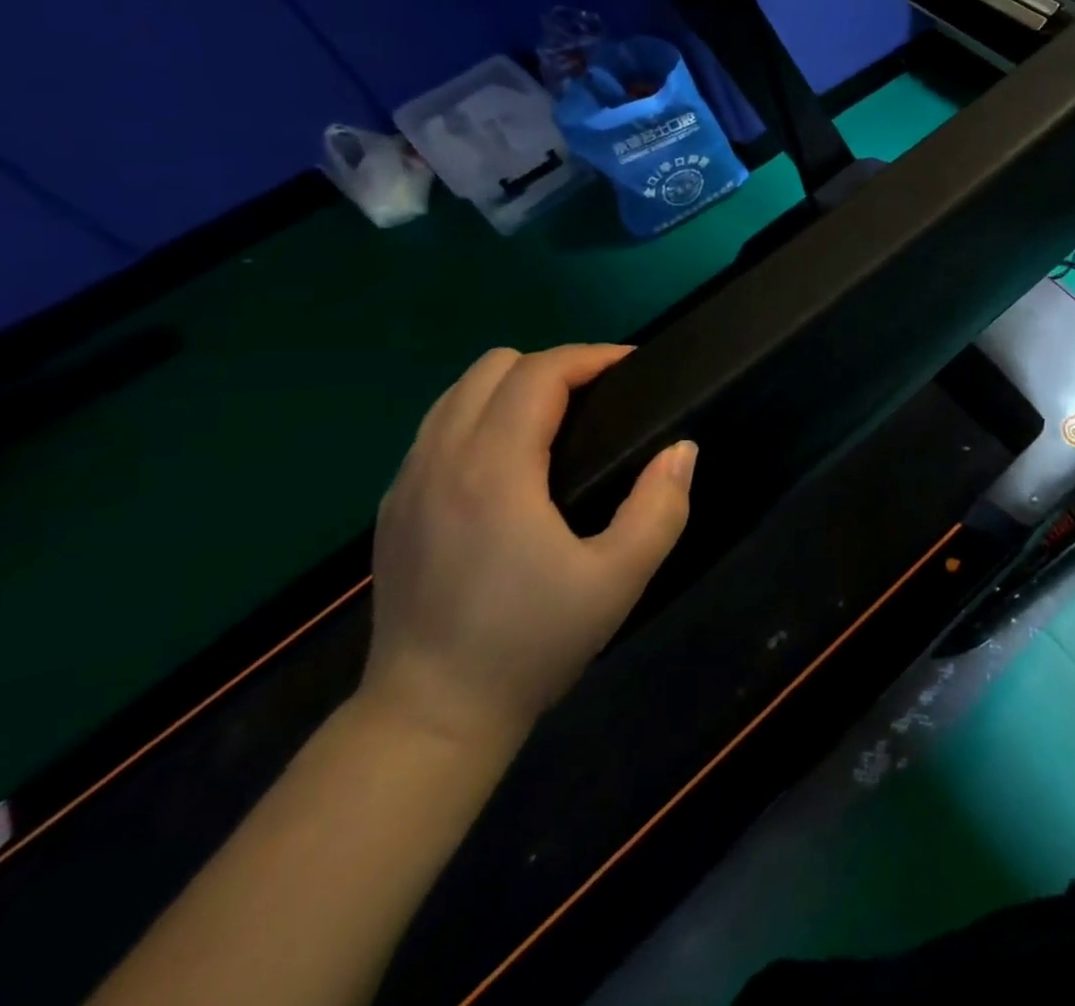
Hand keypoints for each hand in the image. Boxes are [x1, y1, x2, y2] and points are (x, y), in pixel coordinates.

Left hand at [360, 345, 694, 750]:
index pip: (539, 373)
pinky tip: (512, 461)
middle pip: (493, 366)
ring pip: (459, 393)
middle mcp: (440, 459)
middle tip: (601, 399)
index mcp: (493, 470)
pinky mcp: (393, 507)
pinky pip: (438, 427)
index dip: (591, 357)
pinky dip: (482, 416)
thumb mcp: (619, 580)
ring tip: (560, 420)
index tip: (633, 368)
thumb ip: (660, 507)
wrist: (429, 718)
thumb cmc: (531, 643)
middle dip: (554, 366)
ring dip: (514, 387)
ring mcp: (406, 482)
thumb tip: (682, 449)